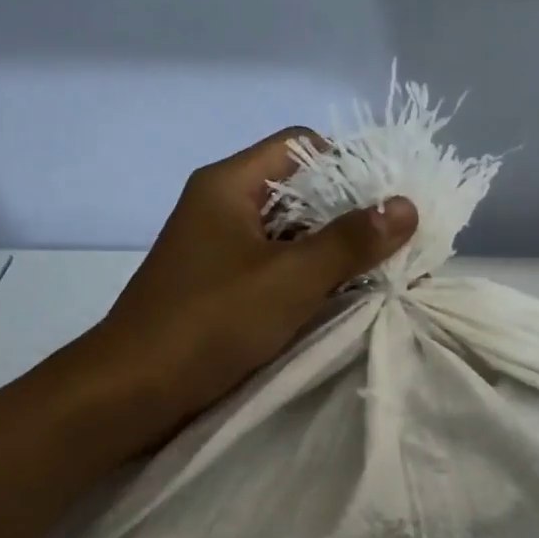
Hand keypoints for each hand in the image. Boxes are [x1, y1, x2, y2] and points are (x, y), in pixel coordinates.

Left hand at [90, 128, 417, 445]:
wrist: (131, 391)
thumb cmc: (210, 322)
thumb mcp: (290, 279)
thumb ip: (350, 241)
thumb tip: (407, 206)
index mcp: (229, 184)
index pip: (302, 145)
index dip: (350, 165)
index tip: (389, 202)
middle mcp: (222, 206)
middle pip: (298, 190)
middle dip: (349, 214)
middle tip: (396, 243)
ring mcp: (217, 248)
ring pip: (288, 233)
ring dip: (331, 251)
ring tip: (381, 273)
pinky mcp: (218, 286)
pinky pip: (273, 266)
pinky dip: (306, 277)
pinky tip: (341, 298)